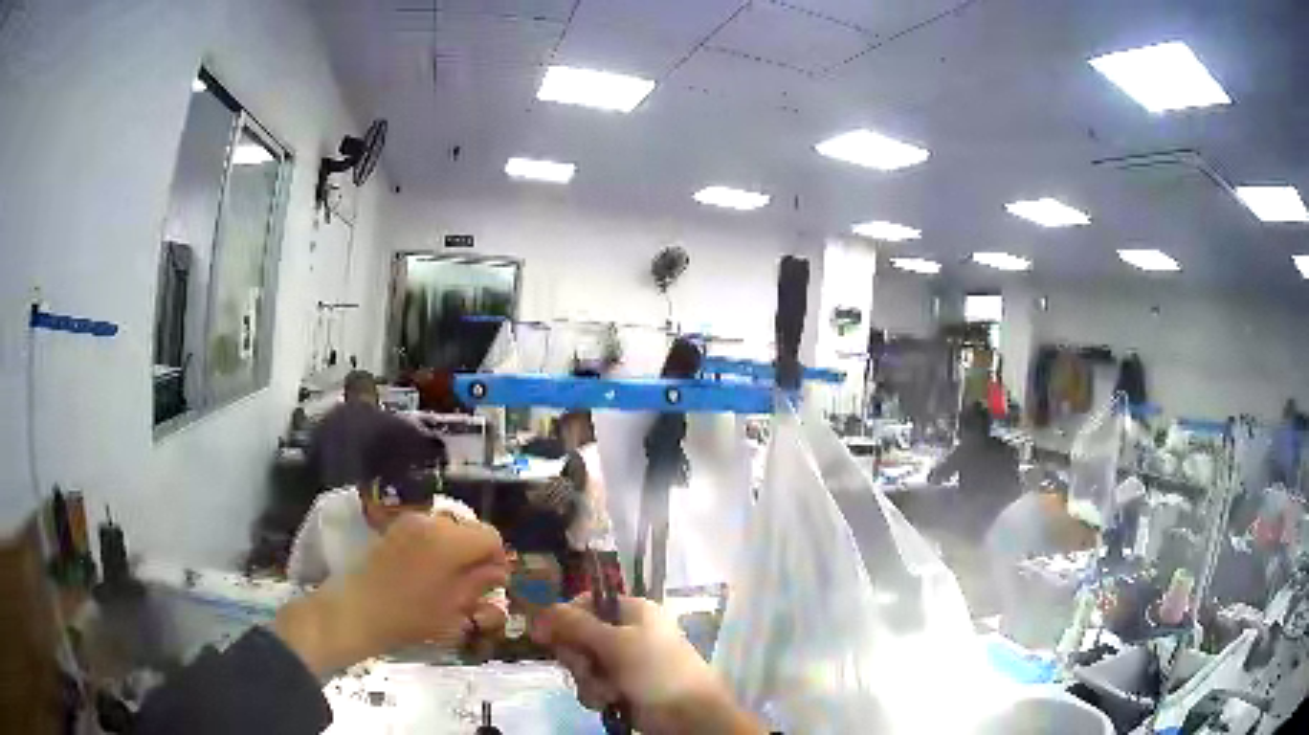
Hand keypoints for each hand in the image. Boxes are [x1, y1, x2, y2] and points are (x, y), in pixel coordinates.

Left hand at [274, 513, 508, 674]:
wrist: (357, 610)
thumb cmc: (410, 616)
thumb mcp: (454, 608)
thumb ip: (479, 583)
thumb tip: (497, 571)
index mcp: (450, 540)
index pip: (491, 537)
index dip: (498, 559)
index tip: (494, 583)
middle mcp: (432, 521)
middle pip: (470, 530)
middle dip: (477, 555)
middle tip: (475, 585)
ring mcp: (410, 521)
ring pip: (449, 529)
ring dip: (457, 551)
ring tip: (450, 580)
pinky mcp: (395, 528)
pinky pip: (428, 531)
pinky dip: (437, 547)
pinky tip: (428, 573)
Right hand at [530, 595, 763, 734]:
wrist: (687, 715)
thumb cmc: (656, 669)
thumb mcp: (615, 643)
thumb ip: (575, 625)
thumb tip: (541, 610)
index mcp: (633, 611)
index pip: (586, 604)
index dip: (564, 618)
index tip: (545, 635)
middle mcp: (626, 633)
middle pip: (578, 636)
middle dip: (578, 657)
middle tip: (588, 666)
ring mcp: (623, 662)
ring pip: (582, 664)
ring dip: (589, 680)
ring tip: (609, 691)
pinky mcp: (620, 686)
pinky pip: (592, 685)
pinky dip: (597, 694)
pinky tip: (611, 702)